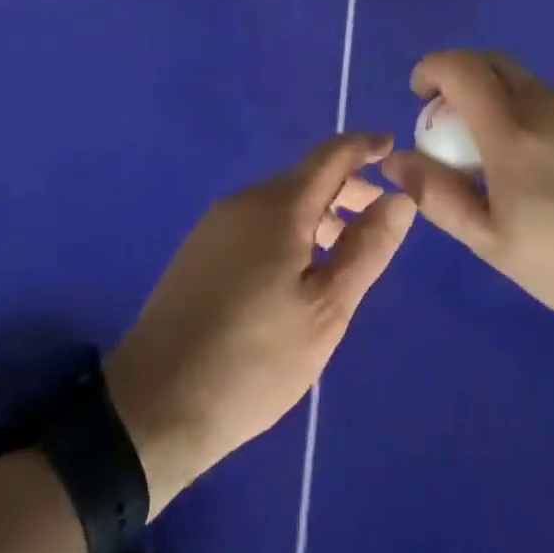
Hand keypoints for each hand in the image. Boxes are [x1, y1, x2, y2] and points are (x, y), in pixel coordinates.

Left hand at [104, 134, 415, 515]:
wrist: (153, 406)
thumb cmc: (253, 360)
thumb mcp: (326, 310)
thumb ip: (367, 249)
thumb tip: (401, 197)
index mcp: (279, 206)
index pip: (330, 155)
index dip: (364, 146)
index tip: (393, 147)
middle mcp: (245, 200)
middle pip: (305, 177)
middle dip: (346, 187)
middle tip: (380, 216)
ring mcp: (216, 224)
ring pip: (279, 201)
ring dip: (319, 212)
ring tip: (346, 250)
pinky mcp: (199, 251)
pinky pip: (256, 222)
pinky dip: (289, 229)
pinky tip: (297, 271)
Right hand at [381, 51, 553, 361]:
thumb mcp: (492, 243)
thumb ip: (438, 195)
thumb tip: (397, 159)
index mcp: (514, 132)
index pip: (461, 68)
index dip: (432, 68)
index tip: (422, 95)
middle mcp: (551, 104)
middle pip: (495, 63)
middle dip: (466, 80)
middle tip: (463, 126)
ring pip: (534, 88)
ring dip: (511, 106)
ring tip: (523, 164)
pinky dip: (551, 122)